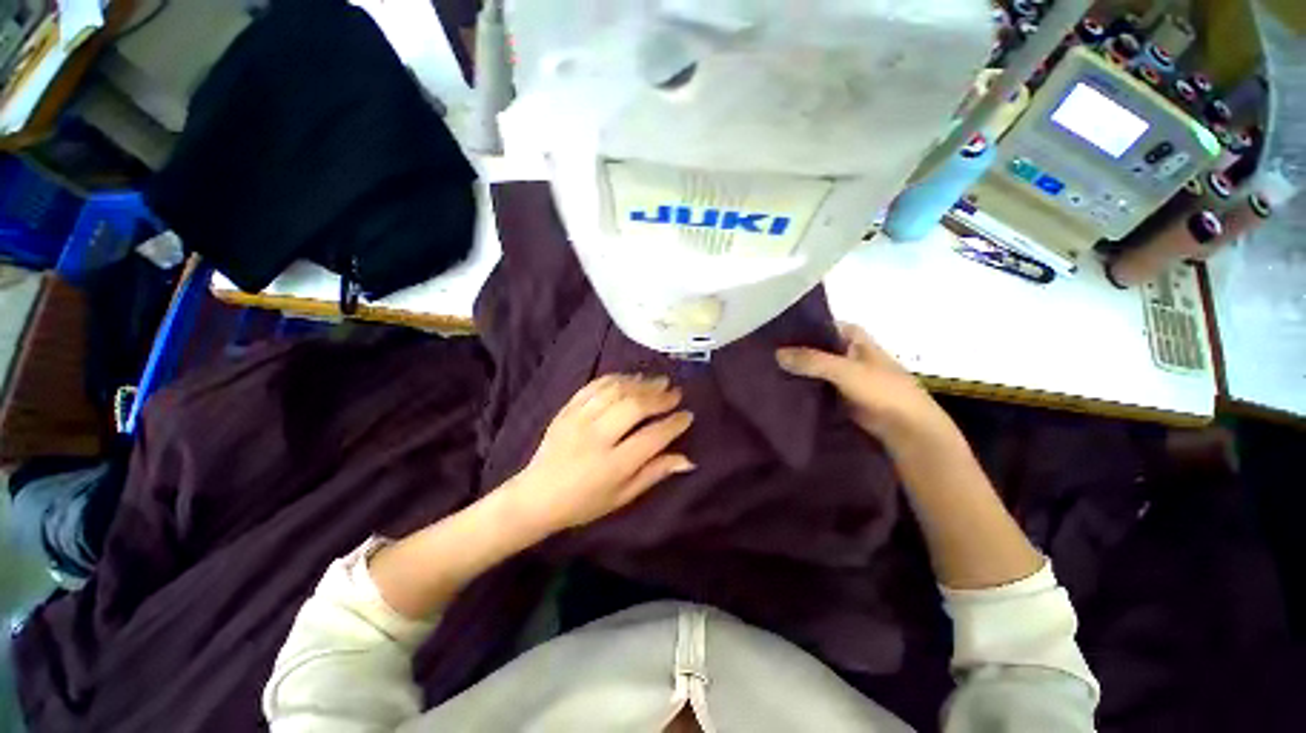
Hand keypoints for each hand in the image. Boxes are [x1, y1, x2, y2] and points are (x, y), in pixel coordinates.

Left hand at [503, 374, 695, 534]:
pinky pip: (594, 386)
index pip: (652, 437)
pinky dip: (616, 379)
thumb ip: (654, 473)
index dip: (674, 424)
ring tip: (658, 382)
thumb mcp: (623, 496)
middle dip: (659, 397)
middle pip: (634, 407)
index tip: (687, 415)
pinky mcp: (567, 410)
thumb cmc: (584, 503)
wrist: (536, 496)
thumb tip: (688, 460)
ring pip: (615, 391)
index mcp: (613, 465)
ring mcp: (579, 420)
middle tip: (675, 392)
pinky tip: (630, 378)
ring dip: (640, 383)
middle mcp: (596, 438)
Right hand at [776, 323, 955, 447]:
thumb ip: (812, 360)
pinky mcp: (839, 394)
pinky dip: (802, 387)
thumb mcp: (846, 370)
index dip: (798, 329)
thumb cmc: (883, 390)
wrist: (907, 428)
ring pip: (813, 368)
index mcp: (853, 337)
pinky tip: (781, 389)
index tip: (772, 334)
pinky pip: (815, 386)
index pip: (819, 326)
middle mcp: (846, 352)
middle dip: (793, 351)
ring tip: (766, 371)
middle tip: (763, 354)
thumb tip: (776, 354)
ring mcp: (842, 374)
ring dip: (796, 370)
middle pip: (814, 347)